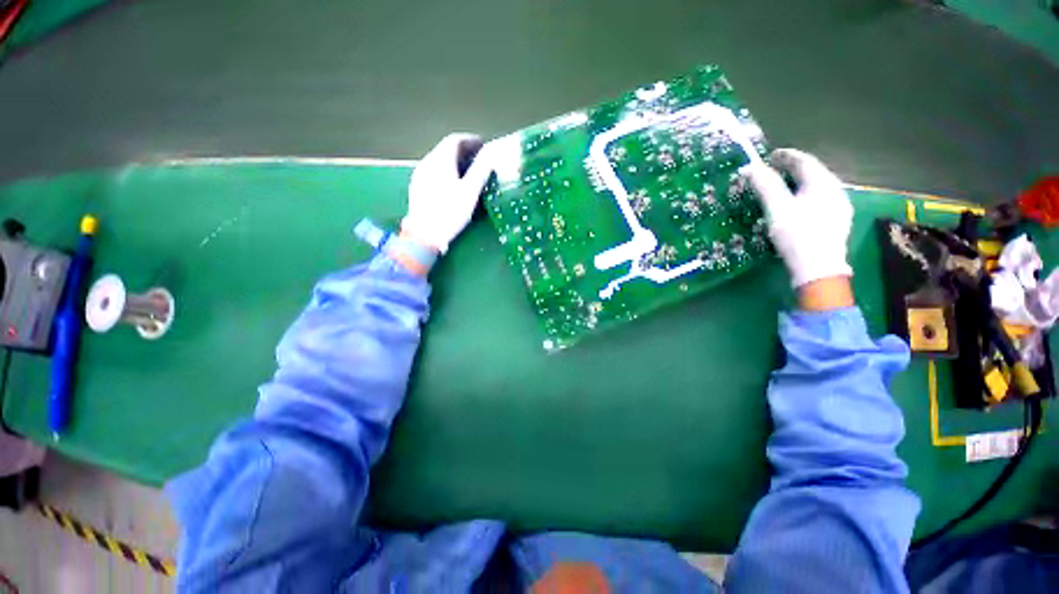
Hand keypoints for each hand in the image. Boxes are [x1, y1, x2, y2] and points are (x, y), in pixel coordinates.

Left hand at [401, 133, 493, 253]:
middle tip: (478, 158)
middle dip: (463, 150)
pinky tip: (452, 183)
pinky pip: (433, 171)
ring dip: (454, 161)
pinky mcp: (417, 187)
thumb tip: (489, 157)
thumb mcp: (470, 193)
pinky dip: (445, 171)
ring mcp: (420, 174)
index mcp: (440, 160)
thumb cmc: (450, 213)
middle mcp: (427, 162)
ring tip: (468, 171)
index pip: (455, 140)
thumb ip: (480, 172)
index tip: (482, 145)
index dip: (470, 140)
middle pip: (445, 149)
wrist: (424, 234)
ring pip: (439, 160)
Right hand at [744, 148, 853, 288]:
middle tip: (774, 169)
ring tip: (784, 185)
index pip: (804, 161)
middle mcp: (835, 190)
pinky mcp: (837, 221)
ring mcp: (839, 206)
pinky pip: (821, 199)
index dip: (786, 155)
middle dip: (793, 168)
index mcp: (823, 182)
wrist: (818, 267)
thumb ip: (765, 185)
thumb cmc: (796, 233)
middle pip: (813, 173)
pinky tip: (799, 204)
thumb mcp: (777, 208)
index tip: (770, 155)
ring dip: (800, 182)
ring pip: (818, 187)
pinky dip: (806, 195)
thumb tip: (749, 167)